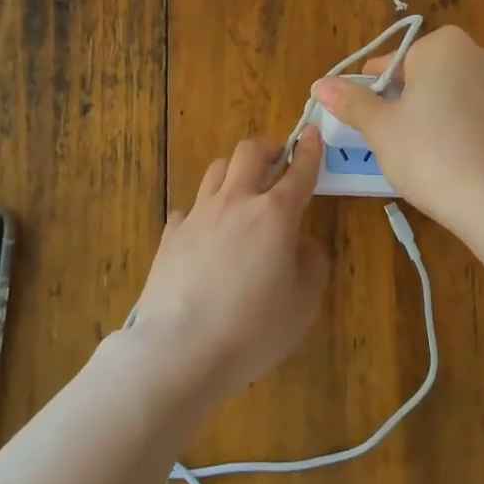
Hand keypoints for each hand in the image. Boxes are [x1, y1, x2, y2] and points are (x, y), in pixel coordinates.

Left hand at [126, 128, 327, 401]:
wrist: (180, 349)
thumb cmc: (253, 329)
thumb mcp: (304, 303)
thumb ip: (312, 264)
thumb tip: (302, 244)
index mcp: (275, 214)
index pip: (299, 170)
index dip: (310, 149)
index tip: (313, 133)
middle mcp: (236, 202)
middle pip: (250, 152)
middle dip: (269, 148)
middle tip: (278, 160)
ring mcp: (198, 215)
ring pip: (217, 170)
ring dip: (235, 172)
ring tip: (243, 190)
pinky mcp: (170, 235)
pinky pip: (190, 208)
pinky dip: (204, 211)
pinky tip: (206, 233)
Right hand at [310, 26, 483, 236]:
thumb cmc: (430, 154)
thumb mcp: (382, 128)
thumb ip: (352, 102)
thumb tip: (320, 84)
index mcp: (443, 45)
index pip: (391, 62)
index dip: (370, 91)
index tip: (362, 120)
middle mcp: (477, 53)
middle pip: (423, 75)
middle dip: (402, 102)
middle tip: (388, 139)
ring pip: (449, 94)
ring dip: (429, 115)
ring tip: (417, 153)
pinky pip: (473, 114)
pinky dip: (457, 129)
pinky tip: (449, 160)